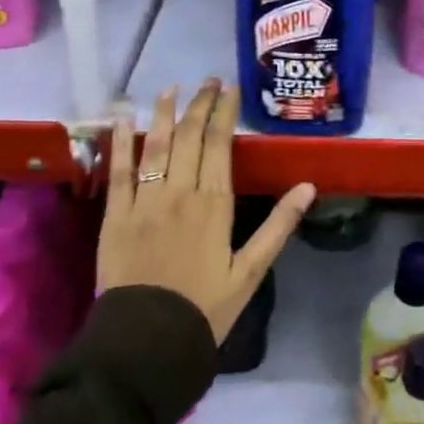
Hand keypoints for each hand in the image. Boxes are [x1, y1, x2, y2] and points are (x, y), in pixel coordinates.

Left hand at [97, 79, 316, 343]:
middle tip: (208, 80)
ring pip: (155, 146)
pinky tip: (123, 119)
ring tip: (170, 88)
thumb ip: (278, 225)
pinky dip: (120, 143)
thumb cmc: (204, 307)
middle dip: (200, 104)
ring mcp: (144, 202)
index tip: (230, 88)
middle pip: (190, 137)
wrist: (146, 343)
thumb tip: (307, 186)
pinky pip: (118, 172)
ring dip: (163, 113)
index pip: (220, 144)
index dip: (225, 112)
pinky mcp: (115, 216)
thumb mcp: (251, 271)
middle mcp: (179, 192)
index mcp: (214, 203)